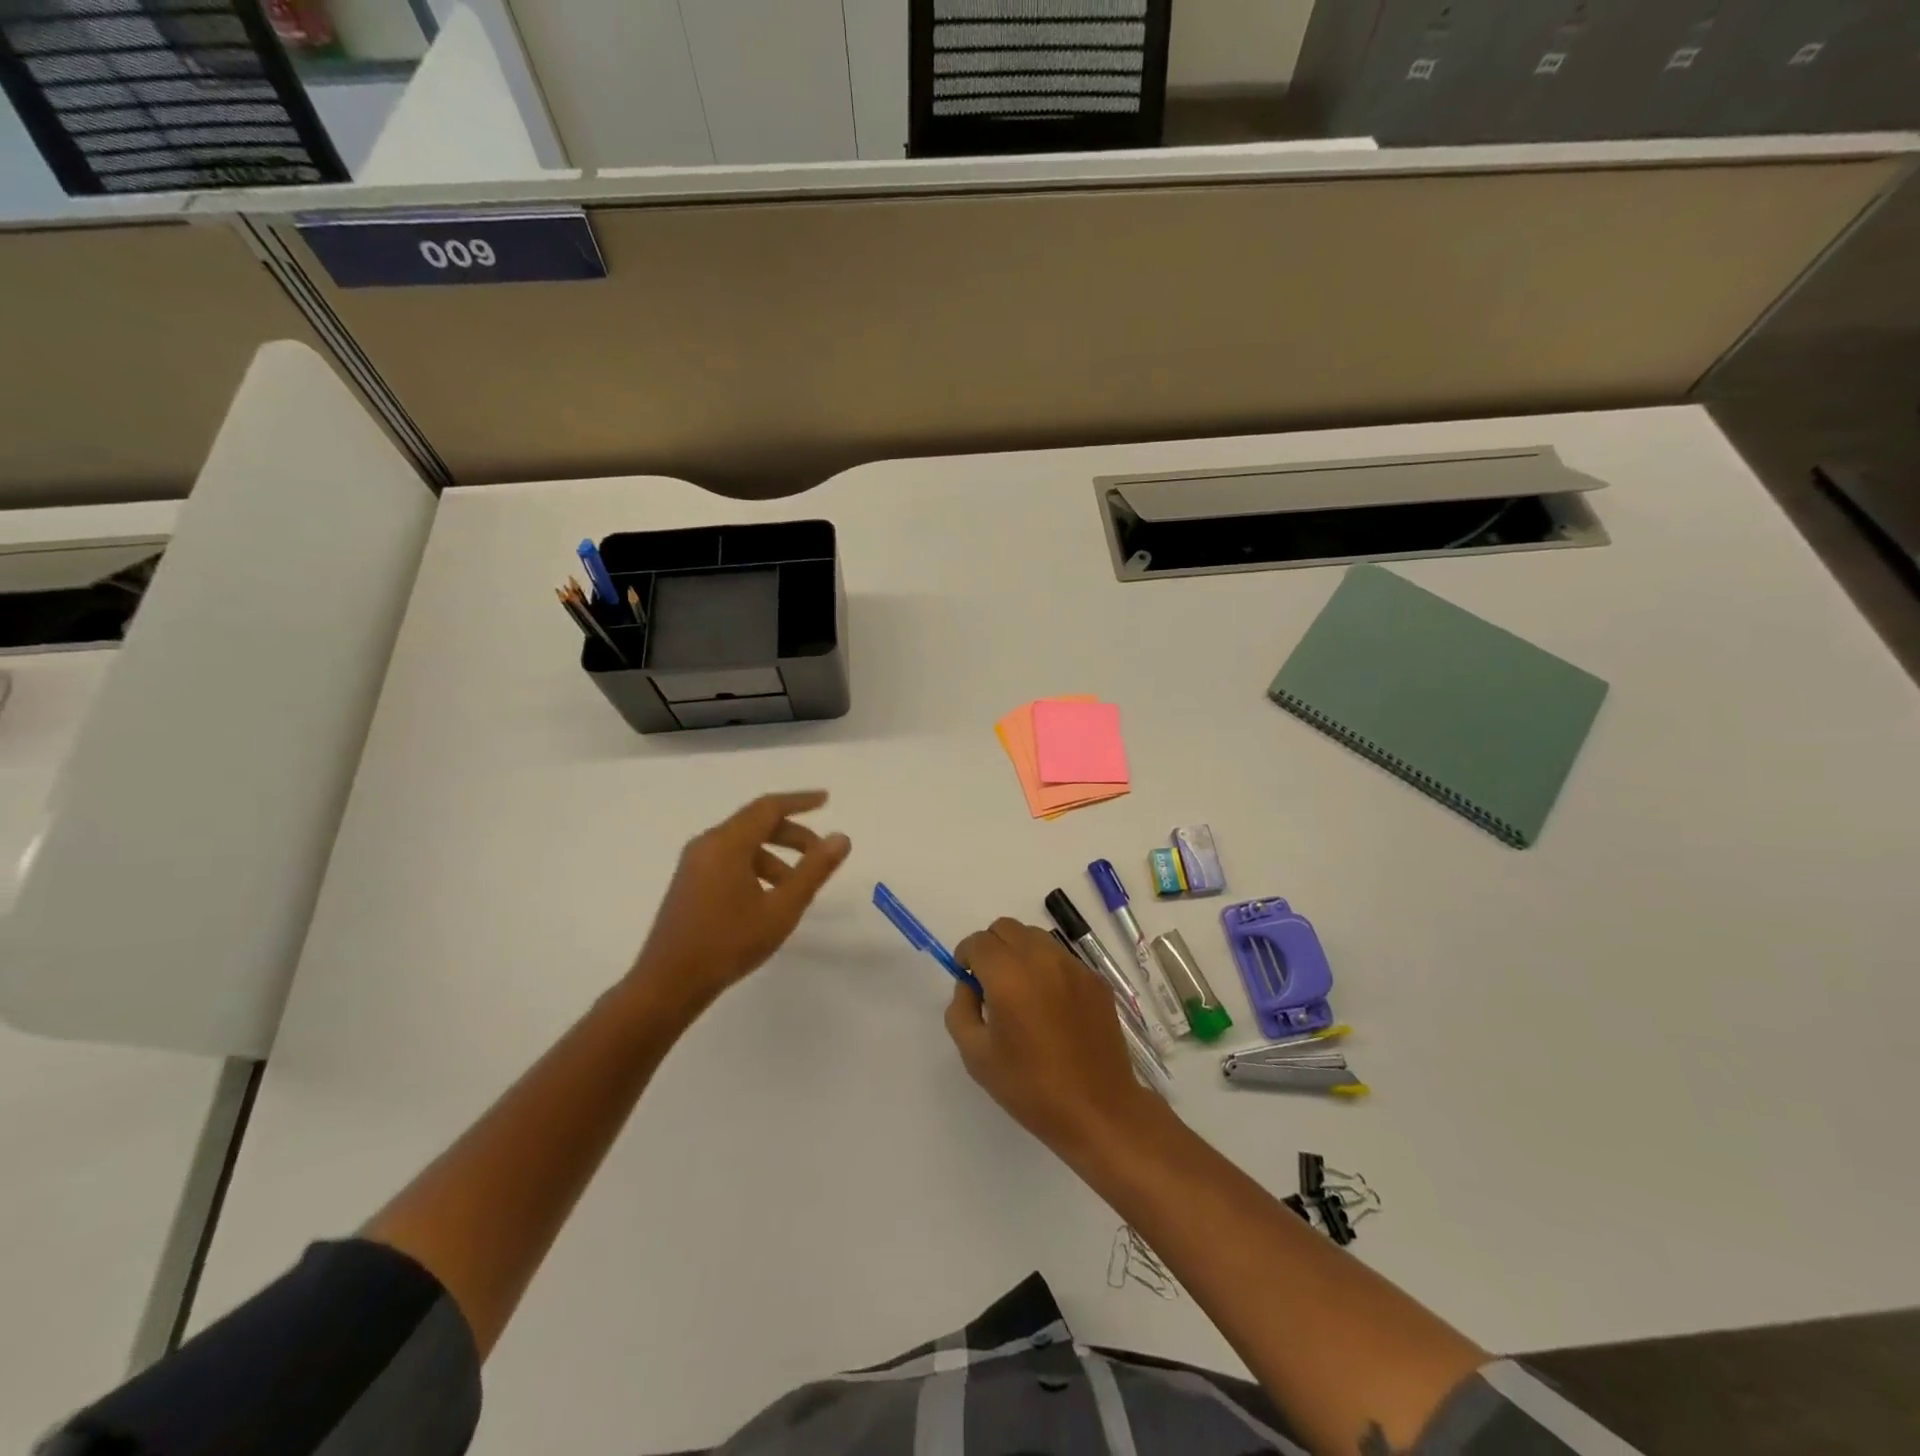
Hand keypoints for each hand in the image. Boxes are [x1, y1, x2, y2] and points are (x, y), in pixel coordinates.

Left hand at [633, 791, 850, 1005]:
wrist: (667, 984)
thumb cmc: (728, 943)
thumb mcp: (782, 908)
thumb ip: (814, 870)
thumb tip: (841, 838)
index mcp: (727, 843)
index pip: (769, 808)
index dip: (800, 801)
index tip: (826, 800)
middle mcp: (707, 844)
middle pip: (755, 824)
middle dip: (792, 834)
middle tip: (820, 853)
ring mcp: (694, 864)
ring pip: (742, 845)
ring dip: (774, 856)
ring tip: (796, 885)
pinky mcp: (689, 883)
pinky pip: (728, 859)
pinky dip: (755, 866)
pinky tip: (767, 897)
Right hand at [946, 918, 1156, 1154]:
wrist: (1098, 1108)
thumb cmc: (1030, 1087)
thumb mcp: (976, 1055)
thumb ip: (961, 1009)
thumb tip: (969, 985)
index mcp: (1009, 976)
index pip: (978, 942)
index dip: (966, 956)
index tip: (966, 979)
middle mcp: (1042, 959)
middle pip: (1006, 928)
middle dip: (991, 948)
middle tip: (990, 984)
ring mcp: (1073, 966)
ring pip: (1035, 937)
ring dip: (1019, 953)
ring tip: (1022, 993)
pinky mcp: (1095, 979)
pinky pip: (1061, 957)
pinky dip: (1047, 968)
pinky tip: (1051, 1006)